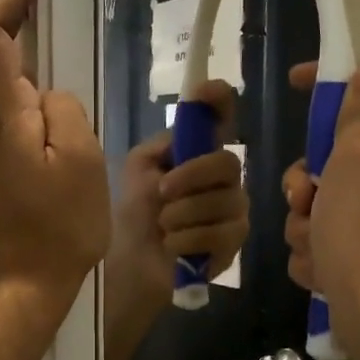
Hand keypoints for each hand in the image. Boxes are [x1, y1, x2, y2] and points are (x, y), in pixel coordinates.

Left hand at [0, 0, 110, 302]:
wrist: (15, 287)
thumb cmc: (56, 226)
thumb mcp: (82, 161)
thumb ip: (65, 110)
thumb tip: (49, 96)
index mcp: (0, 113)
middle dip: (9, 21)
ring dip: (16, 60)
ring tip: (51, 51)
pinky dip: (17, 95)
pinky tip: (45, 111)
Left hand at [103, 80, 247, 359]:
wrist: (126, 267)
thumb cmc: (129, 216)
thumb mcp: (138, 171)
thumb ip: (163, 146)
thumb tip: (186, 132)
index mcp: (197, 155)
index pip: (220, 118)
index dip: (218, 100)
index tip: (206, 93)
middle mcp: (222, 180)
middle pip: (227, 162)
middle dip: (191, 176)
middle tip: (162, 193)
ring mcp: (232, 212)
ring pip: (224, 200)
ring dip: (182, 214)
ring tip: (163, 227)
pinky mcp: (233, 245)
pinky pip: (221, 232)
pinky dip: (188, 239)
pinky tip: (172, 247)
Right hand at [283, 65, 359, 340]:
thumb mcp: (357, 158)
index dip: (336, 82)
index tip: (296, 82)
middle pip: (337, 155)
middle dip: (307, 179)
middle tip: (304, 194)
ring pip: (320, 201)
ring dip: (305, 222)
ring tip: (316, 243)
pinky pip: (322, 238)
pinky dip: (315, 252)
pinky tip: (322, 268)